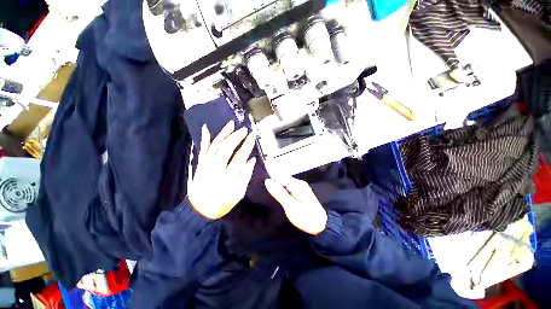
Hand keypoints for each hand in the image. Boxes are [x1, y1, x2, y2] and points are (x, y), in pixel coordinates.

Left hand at [188, 121, 256, 219]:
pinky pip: (202, 149)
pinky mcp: (199, 165)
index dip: (247, 145)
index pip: (240, 157)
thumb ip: (246, 175)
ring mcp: (205, 165)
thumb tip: (252, 159)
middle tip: (244, 129)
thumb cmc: (223, 203)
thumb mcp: (239, 192)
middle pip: (226, 148)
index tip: (252, 136)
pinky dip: (204, 139)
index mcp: (228, 176)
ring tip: (231, 124)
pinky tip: (206, 128)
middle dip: (236, 136)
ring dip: (223, 133)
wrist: (200, 210)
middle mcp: (215, 168)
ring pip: (214, 145)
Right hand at [264, 177, 327, 234]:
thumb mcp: (290, 206)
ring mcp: (300, 188)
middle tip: (272, 199)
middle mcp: (299, 183)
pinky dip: (284, 194)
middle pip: (282, 181)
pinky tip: (282, 201)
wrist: (321, 226)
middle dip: (276, 188)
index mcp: (297, 184)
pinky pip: (289, 190)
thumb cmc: (305, 217)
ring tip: (276, 201)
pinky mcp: (300, 193)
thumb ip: (279, 193)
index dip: (273, 186)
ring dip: (279, 192)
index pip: (279, 178)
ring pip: (285, 186)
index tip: (268, 195)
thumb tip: (267, 181)